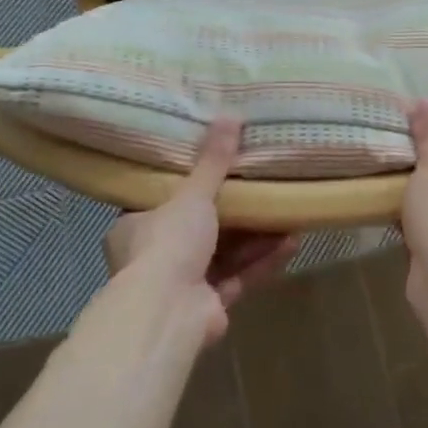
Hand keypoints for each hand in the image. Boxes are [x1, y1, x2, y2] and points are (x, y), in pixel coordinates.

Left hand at [104, 118, 296, 341]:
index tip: (216, 167)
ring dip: (256, 236)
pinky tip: (292, 242)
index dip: (188, 185)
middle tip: (261, 186)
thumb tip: (229, 115)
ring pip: (224, 253)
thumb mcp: (191, 194)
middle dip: (235, 211)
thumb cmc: (167, 243)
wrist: (168, 313)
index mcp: (134, 228)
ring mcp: (183, 284)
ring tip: (287, 211)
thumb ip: (213, 161)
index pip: (160, 201)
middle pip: (199, 228)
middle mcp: (155, 257)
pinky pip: (240, 276)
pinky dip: (263, 260)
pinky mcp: (209, 305)